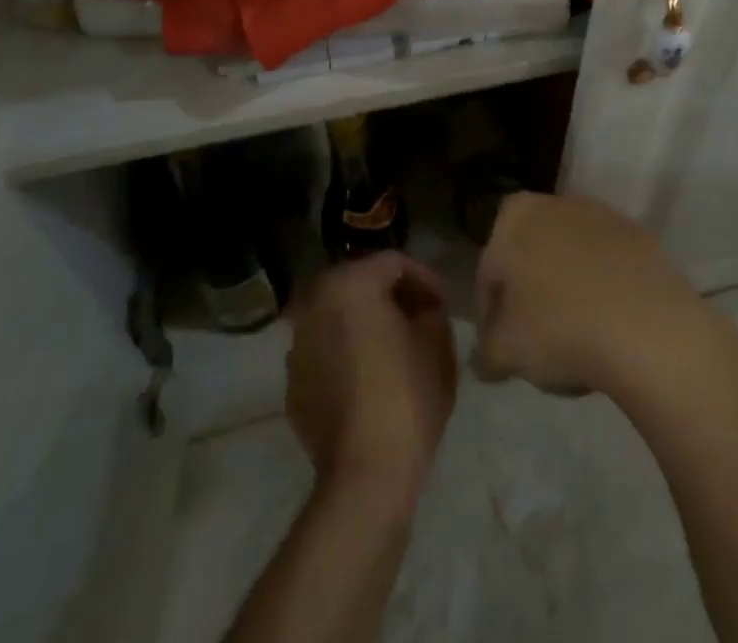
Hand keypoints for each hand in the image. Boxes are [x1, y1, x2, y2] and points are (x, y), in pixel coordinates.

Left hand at [286, 252, 457, 514]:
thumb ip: (430, 308)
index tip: (444, 304)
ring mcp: (297, 347)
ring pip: (339, 320)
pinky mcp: (293, 386)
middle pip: (361, 286)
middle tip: (421, 319)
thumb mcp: (437, 340)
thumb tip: (421, 307)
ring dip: (366, 325)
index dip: (424, 279)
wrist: (366, 475)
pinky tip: (371, 379)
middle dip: (392, 298)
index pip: (393, 263)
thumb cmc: (407, 394)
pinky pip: (326, 355)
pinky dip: (347, 356)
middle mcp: (314, 305)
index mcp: (349, 284)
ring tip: (396, 348)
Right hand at [471, 192, 710, 398]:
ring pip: (571, 257)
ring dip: (569, 289)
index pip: (489, 271)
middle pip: (531, 256)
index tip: (504, 347)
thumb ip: (485, 350)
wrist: (649, 328)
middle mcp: (555, 202)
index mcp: (513, 217)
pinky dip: (605, 288)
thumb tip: (485, 356)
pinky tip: (611, 326)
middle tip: (539, 342)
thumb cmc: (559, 330)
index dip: (492, 314)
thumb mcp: (504, 352)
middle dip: (531, 294)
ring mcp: (602, 214)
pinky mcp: (640, 234)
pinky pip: (609, 265)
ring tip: (580, 338)